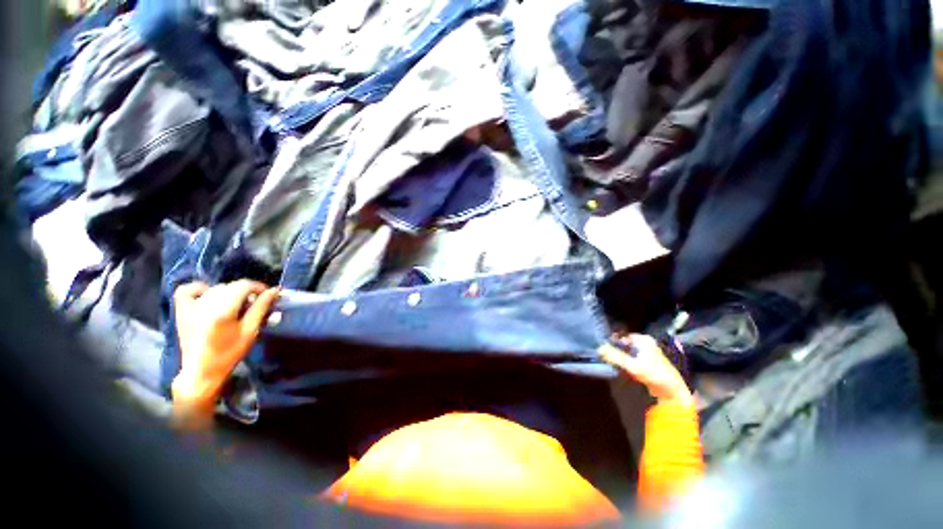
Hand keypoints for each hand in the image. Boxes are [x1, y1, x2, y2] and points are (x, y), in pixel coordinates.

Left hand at [172, 280, 279, 411]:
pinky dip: (200, 289)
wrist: (201, 371)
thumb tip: (274, 290)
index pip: (243, 285)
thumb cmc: (230, 353)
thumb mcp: (250, 331)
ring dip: (229, 293)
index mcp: (223, 311)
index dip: (258, 287)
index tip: (267, 295)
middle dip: (245, 292)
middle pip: (230, 286)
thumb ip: (261, 308)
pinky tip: (208, 296)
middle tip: (253, 304)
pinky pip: (188, 290)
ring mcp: (190, 308)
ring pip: (215, 288)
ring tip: (235, 305)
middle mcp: (205, 306)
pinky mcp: (182, 312)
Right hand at [600, 334, 692, 405]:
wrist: (672, 392)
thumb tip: (599, 348)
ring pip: (627, 352)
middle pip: (624, 344)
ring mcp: (647, 353)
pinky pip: (631, 360)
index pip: (622, 336)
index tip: (601, 347)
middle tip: (604, 356)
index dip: (611, 341)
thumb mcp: (633, 365)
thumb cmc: (654, 374)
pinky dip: (625, 363)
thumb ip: (615, 356)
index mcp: (644, 340)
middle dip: (614, 350)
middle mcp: (645, 343)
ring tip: (609, 362)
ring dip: (619, 357)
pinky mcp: (647, 364)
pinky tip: (619, 368)